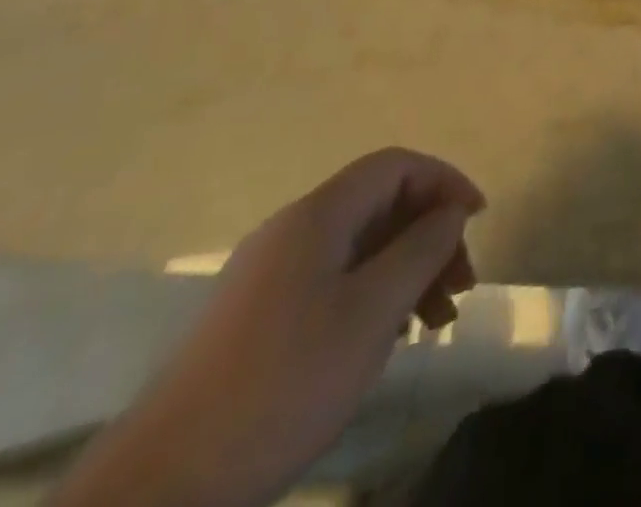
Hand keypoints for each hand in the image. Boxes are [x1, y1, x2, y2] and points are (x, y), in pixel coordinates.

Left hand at [54, 149, 483, 506]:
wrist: (162, 488)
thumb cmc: (283, 384)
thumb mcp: (372, 311)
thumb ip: (422, 248)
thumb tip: (451, 211)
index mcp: (317, 216)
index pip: (396, 166)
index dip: (444, 181)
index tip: (478, 220)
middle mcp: (292, 231)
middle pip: (381, 206)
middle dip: (431, 235)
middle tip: (462, 285)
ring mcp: (270, 275)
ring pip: (361, 247)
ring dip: (408, 271)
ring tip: (436, 321)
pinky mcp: (258, 318)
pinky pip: (335, 281)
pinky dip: (375, 295)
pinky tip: (390, 337)